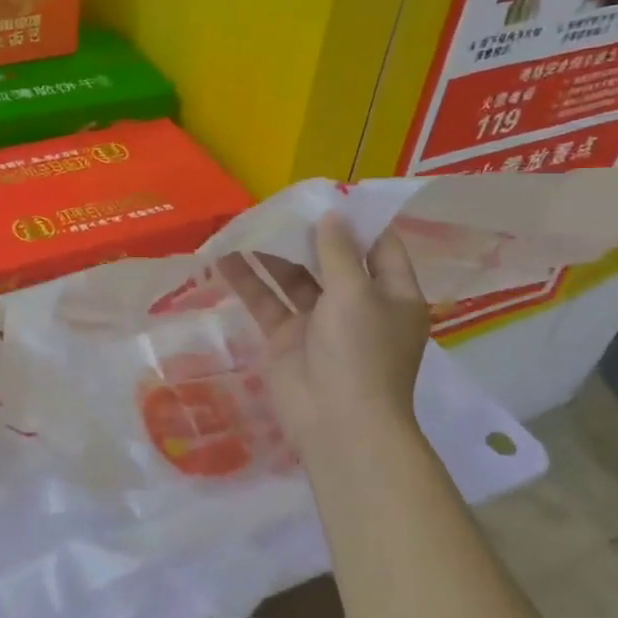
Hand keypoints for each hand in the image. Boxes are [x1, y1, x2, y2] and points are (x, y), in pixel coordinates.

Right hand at [219, 213, 430, 457]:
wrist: (337, 423)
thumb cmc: (360, 352)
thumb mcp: (355, 293)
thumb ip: (339, 252)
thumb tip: (332, 215)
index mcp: (392, 295)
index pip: (380, 247)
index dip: (358, 221)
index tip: (331, 194)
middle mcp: (358, 305)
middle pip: (333, 260)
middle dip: (308, 233)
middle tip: (281, 203)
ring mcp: (319, 323)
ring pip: (294, 279)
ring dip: (273, 254)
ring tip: (248, 223)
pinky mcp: (286, 339)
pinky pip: (267, 303)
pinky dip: (249, 282)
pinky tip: (225, 257)